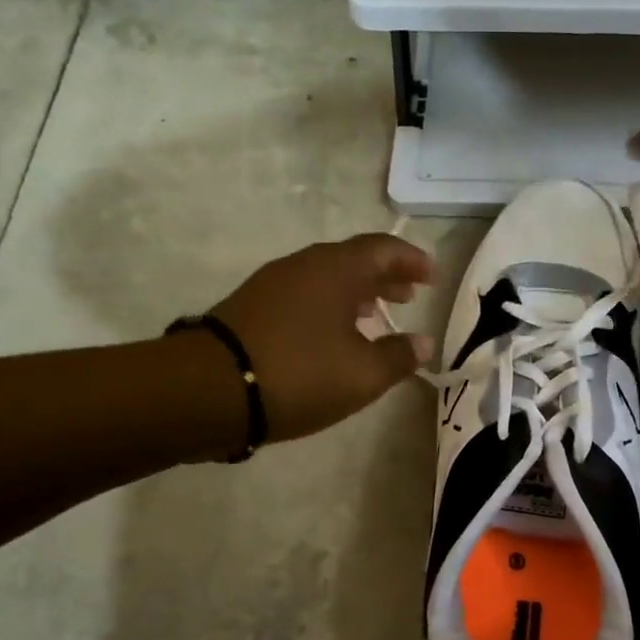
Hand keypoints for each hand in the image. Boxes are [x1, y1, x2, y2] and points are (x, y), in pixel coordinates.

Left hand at [211, 234, 433, 442]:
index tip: (431, 277)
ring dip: (356, 292)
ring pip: (326, 277)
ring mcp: (273, 283)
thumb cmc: (298, 374)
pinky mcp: (252, 306)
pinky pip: (304, 294)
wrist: (208, 390)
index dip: (412, 260)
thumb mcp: (362, 374)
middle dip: (386, 276)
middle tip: (409, 295)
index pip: (384, 249)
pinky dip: (329, 305)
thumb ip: (398, 357)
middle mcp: (304, 265)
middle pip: (354, 260)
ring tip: (375, 315)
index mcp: (336, 269)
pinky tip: (332, 334)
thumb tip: (423, 343)